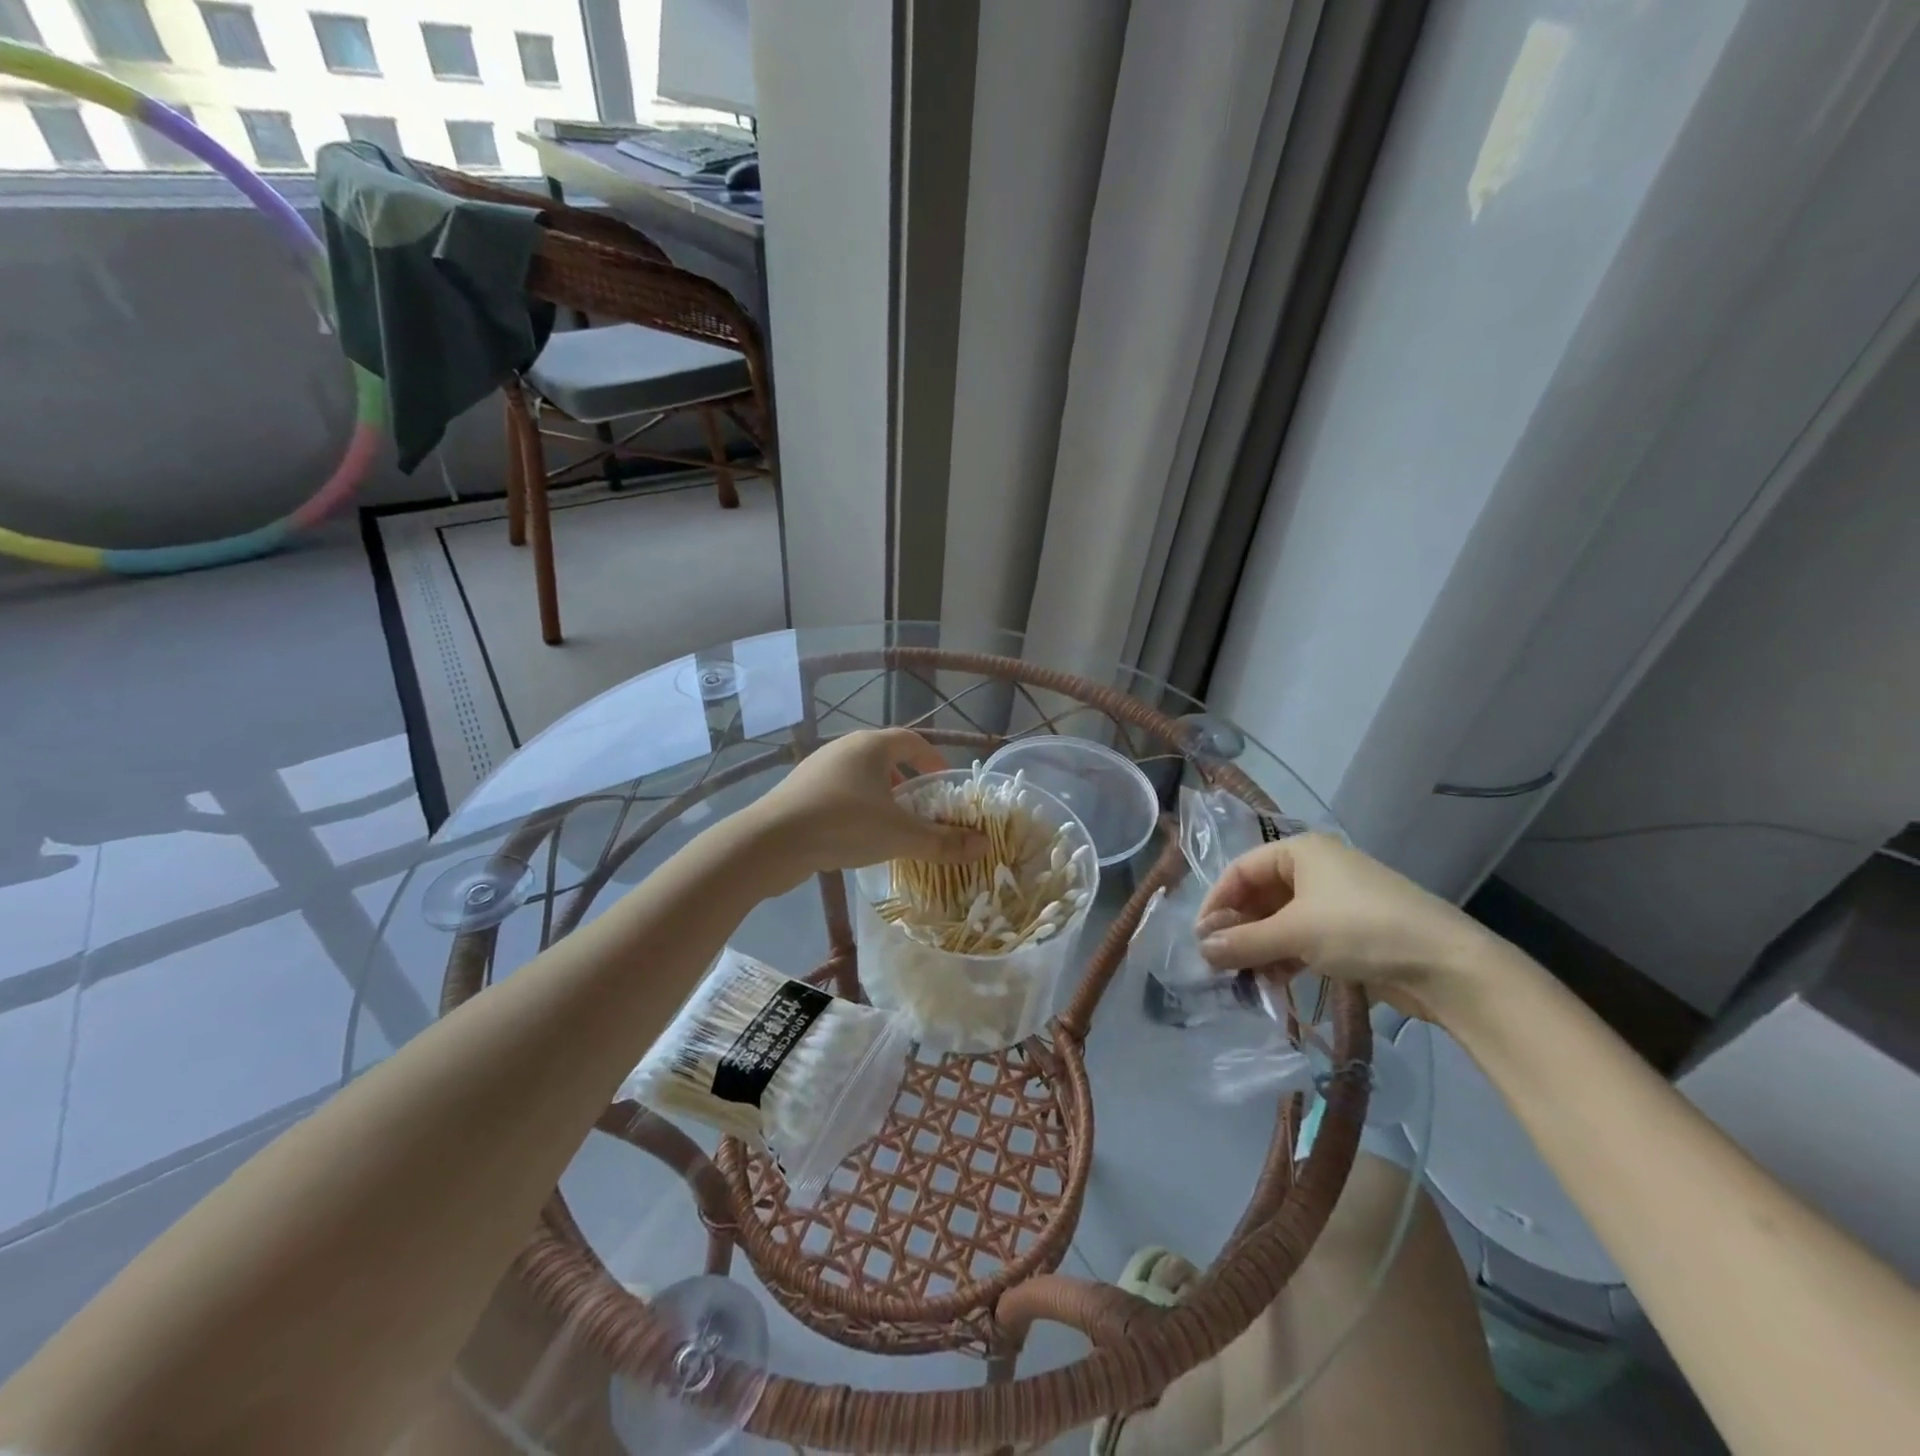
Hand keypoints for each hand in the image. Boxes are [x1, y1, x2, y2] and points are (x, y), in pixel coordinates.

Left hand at [744, 729, 986, 886]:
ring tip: (892, 825)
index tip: (945, 782)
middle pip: (885, 757)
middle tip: (922, 807)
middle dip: (907, 781)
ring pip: (860, 776)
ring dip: (881, 796)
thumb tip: (984, 845)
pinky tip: (858, 836)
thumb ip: (943, 841)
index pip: (912, 741)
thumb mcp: (900, 836)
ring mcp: (817, 768)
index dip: (932, 760)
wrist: (770, 842)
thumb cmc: (843, 825)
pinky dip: (856, 807)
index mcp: (871, 746)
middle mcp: (844, 748)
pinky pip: (839, 792)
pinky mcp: (799, 791)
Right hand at [1193, 834, 1495, 1021]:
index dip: (1217, 901)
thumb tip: (1201, 950)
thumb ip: (1243, 941)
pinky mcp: (1350, 932)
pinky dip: (1284, 957)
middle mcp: (1315, 869)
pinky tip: (1272, 981)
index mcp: (1300, 851)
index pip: (1241, 870)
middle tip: (1218, 960)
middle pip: (1260, 895)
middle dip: (1238, 927)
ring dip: (1259, 946)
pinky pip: (1303, 938)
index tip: (1201, 937)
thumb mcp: (1294, 933)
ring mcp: (1335, 901)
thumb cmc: (1361, 929)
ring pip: (1281, 920)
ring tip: (1242, 977)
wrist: (1447, 965)